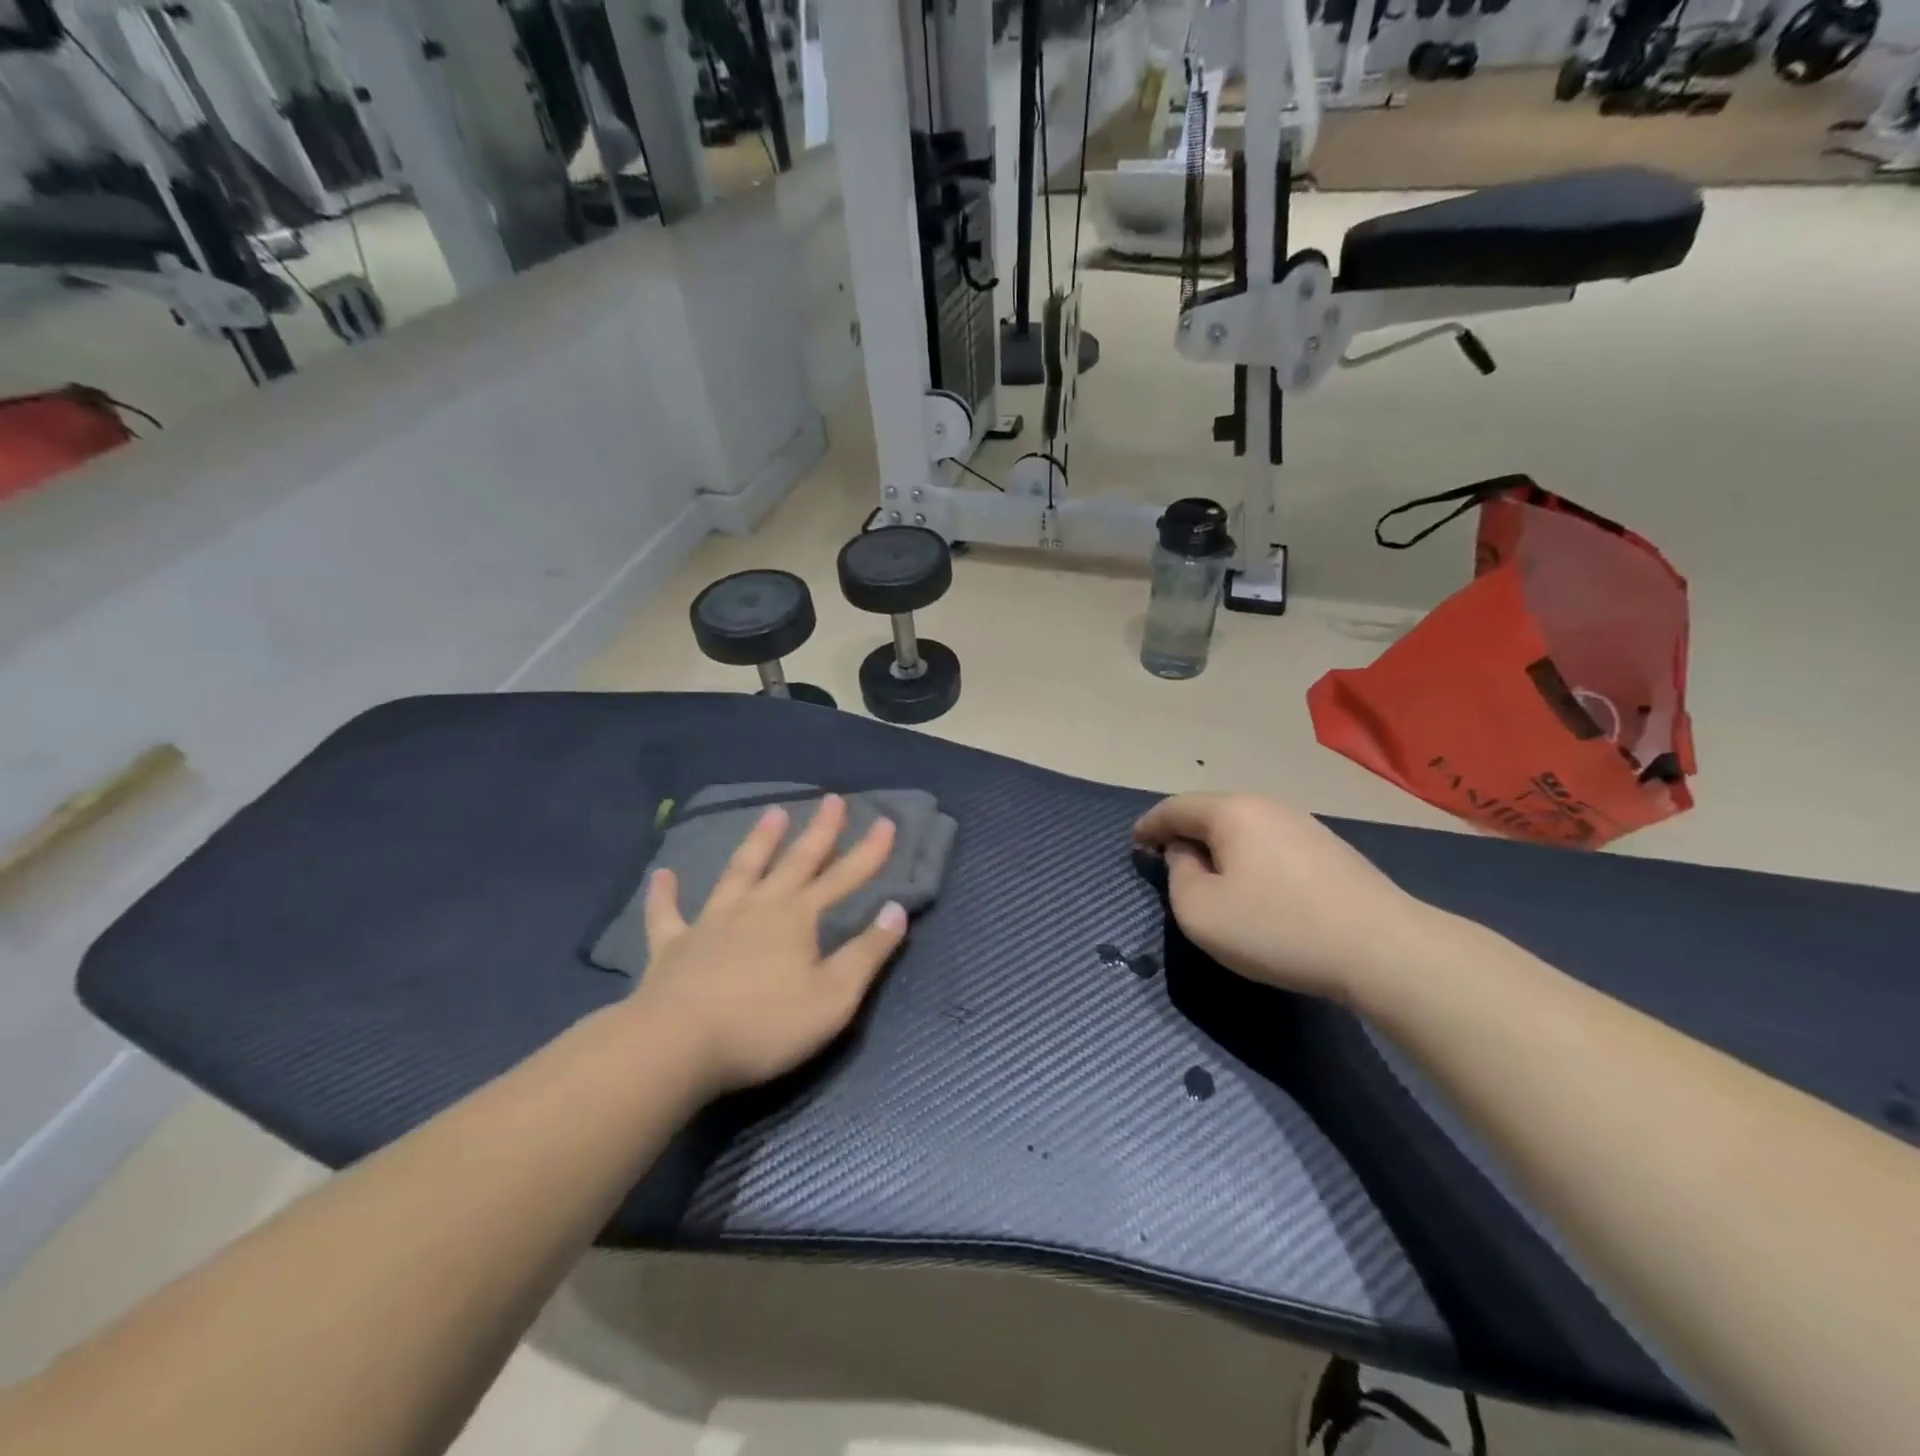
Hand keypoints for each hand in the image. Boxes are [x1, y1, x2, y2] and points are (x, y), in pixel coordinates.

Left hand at [629, 795, 907, 1095]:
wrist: (677, 1046)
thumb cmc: (764, 1026)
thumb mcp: (834, 997)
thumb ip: (867, 953)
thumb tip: (896, 909)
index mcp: (797, 918)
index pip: (844, 878)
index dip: (869, 852)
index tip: (886, 822)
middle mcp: (757, 907)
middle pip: (795, 861)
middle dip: (819, 831)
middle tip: (833, 799)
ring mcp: (711, 922)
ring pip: (740, 871)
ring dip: (758, 841)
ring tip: (773, 812)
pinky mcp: (672, 946)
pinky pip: (667, 914)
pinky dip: (665, 893)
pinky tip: (663, 875)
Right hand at [1133, 793, 1430, 1005]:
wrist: (1384, 950)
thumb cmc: (1277, 928)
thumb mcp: (1201, 911)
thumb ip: (1178, 875)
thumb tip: (1187, 854)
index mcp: (1231, 811)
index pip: (1175, 808)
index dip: (1148, 826)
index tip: (1134, 845)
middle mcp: (1267, 805)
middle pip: (1211, 812)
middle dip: (1184, 834)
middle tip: (1167, 861)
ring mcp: (1304, 824)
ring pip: (1243, 827)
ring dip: (1218, 846)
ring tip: (1208, 876)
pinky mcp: (1329, 849)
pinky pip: (1270, 843)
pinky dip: (1248, 857)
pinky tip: (1254, 886)